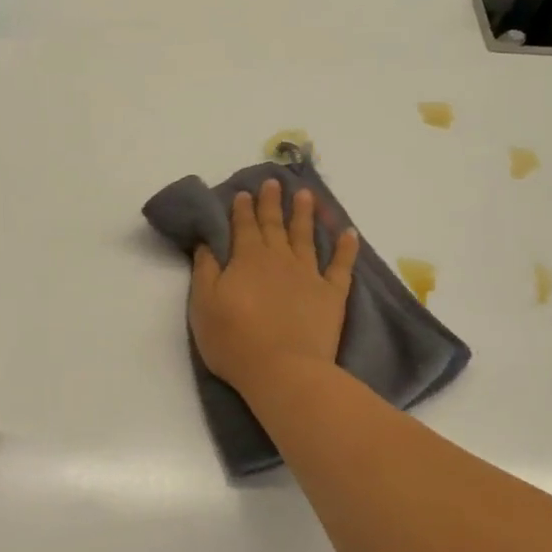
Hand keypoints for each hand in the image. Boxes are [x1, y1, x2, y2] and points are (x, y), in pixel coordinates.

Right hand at [191, 179, 359, 396]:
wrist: (282, 369)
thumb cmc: (234, 340)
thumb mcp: (204, 305)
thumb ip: (205, 270)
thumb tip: (207, 242)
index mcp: (247, 259)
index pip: (244, 226)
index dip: (243, 209)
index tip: (245, 192)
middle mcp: (279, 259)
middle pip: (275, 225)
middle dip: (272, 203)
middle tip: (274, 182)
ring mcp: (308, 274)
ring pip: (306, 236)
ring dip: (305, 214)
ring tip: (306, 195)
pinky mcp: (331, 293)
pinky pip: (341, 264)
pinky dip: (346, 247)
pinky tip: (348, 232)